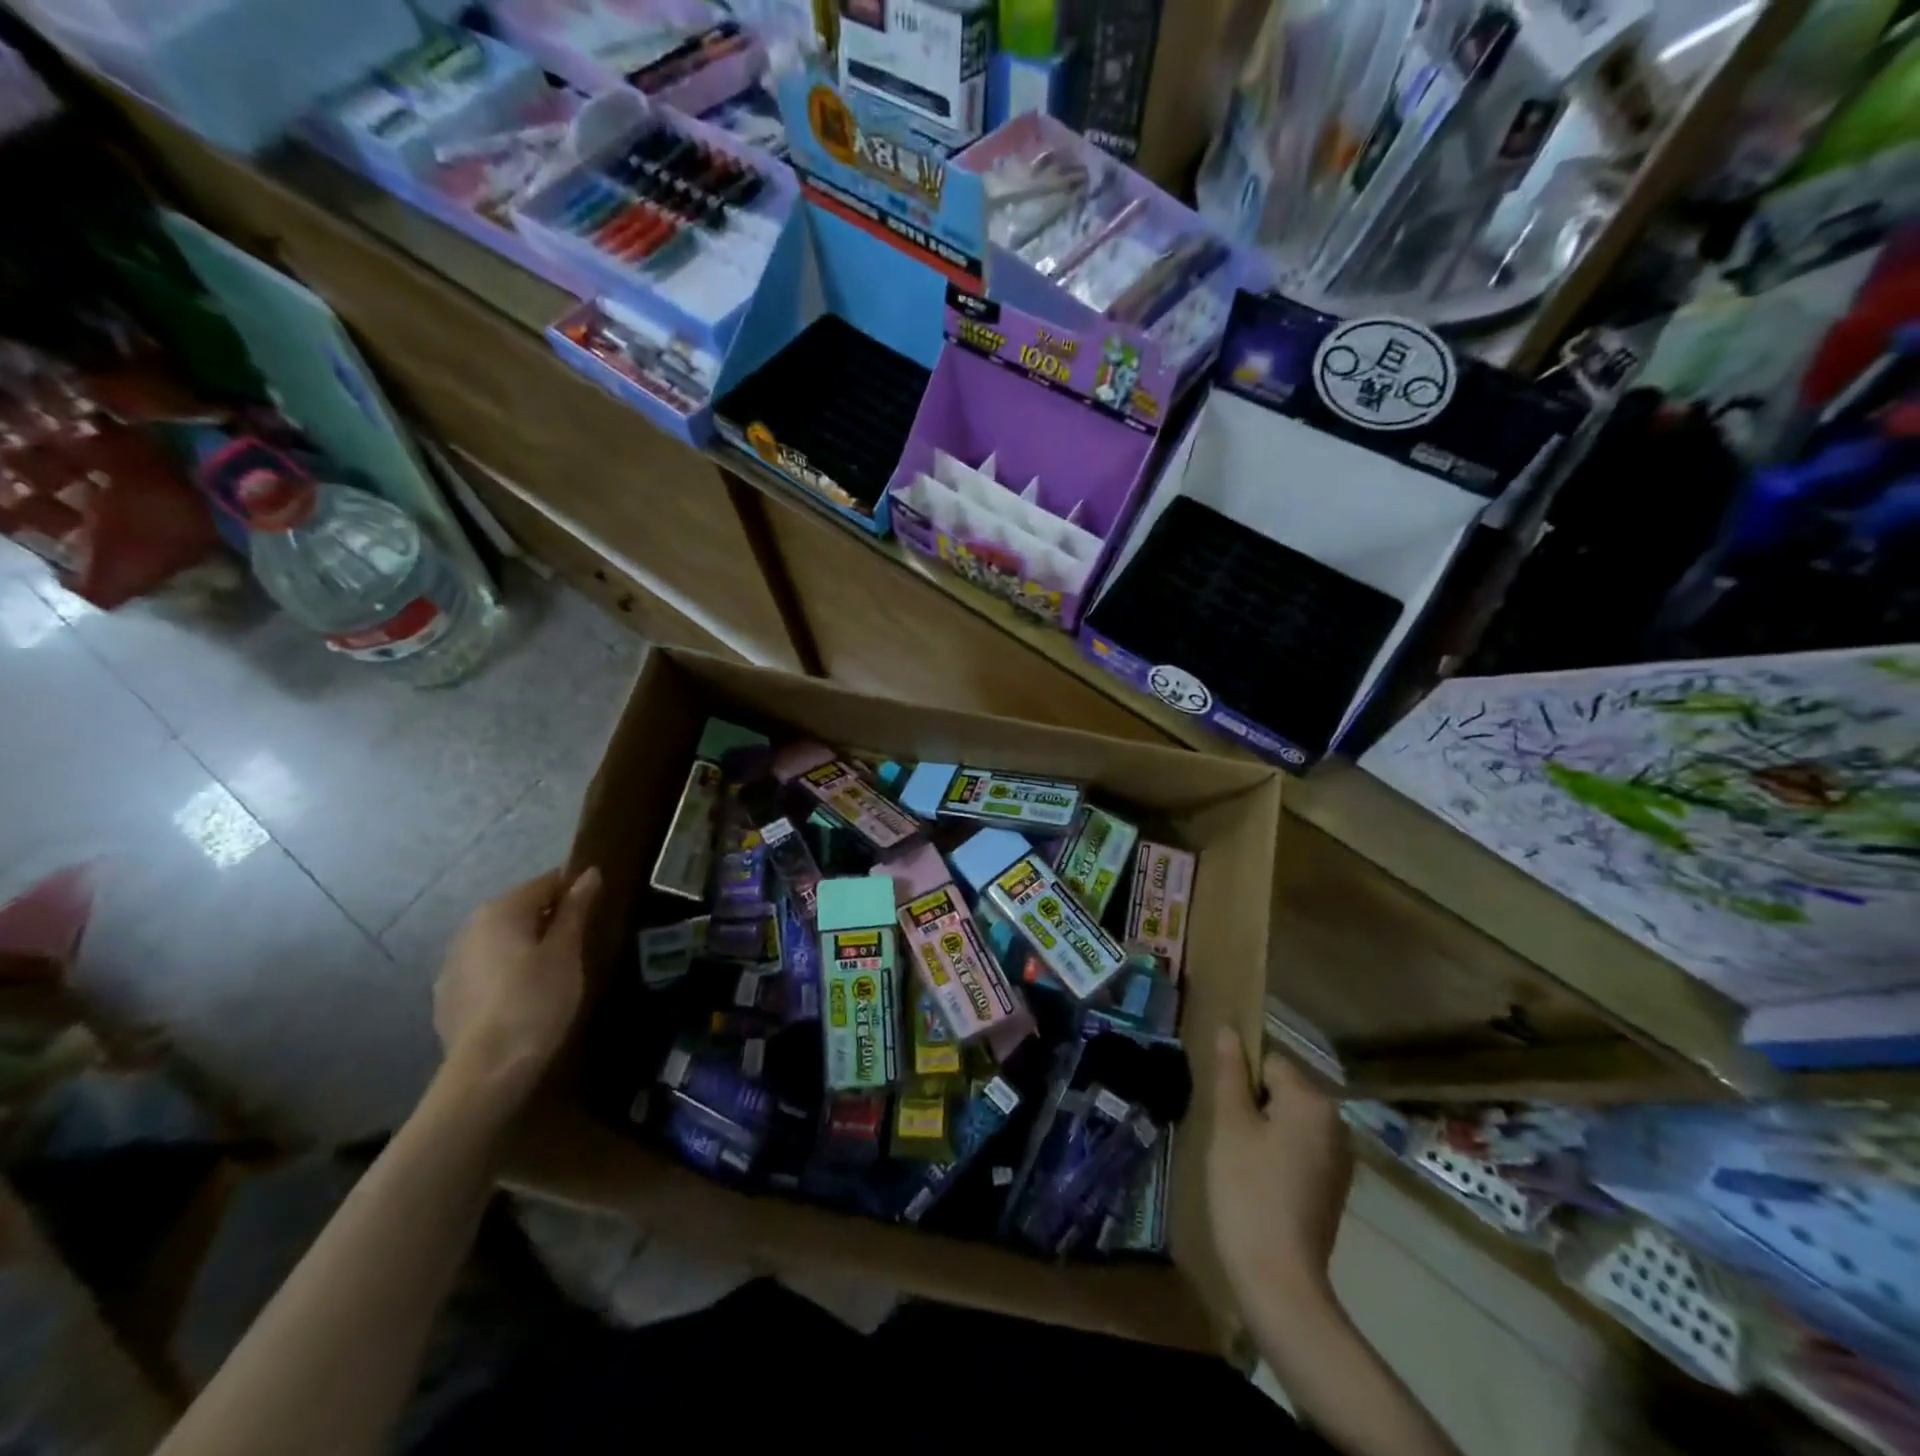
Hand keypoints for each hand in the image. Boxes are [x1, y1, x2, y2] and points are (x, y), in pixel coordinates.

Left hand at [433, 867, 600, 1107]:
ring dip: (525, 945)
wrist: (487, 1068)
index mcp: (501, 910)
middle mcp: (470, 927)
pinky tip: (521, 995)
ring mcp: (452, 962)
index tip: (595, 912)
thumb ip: (576, 909)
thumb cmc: (536, 1000)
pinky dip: (505, 970)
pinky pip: (484, 968)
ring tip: (551, 971)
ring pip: (500, 939)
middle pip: (519, 909)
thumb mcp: (566, 951)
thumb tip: (589, 873)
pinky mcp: (447, 994)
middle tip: (578, 943)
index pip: (545, 883)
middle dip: (549, 919)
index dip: (574, 892)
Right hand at [1208, 1027, 1353, 1308]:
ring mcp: (1339, 1157)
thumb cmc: (1247, 1190)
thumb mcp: (1230, 1125)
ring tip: (1238, 1160)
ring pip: (1288, 1120)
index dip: (1239, 1080)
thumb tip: (1229, 1030)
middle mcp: (1335, 1122)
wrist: (1279, 1279)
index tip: (1222, 1109)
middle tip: (1227, 1136)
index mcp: (1312, 1100)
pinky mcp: (1334, 1186)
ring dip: (1262, 1130)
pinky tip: (1258, 1182)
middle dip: (1251, 1104)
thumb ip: (1230, 1073)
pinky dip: (1277, 1155)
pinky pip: (1299, 1148)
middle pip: (1281, 1089)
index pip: (1268, 1060)